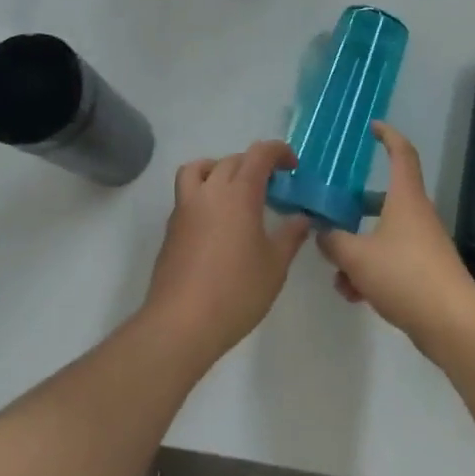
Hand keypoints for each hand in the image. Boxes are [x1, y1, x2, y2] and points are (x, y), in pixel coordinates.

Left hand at [141, 141, 313, 363]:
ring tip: (235, 192)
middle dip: (254, 164)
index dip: (278, 152)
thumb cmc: (236, 291)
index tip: (293, 167)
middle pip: (232, 160)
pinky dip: (204, 193)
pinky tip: (217, 223)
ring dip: (220, 169)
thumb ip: (290, 236)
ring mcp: (186, 207)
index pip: (259, 154)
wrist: (181, 323)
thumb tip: (302, 218)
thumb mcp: (275, 266)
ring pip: (200, 169)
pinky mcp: (172, 228)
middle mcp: (210, 191)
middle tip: (272, 187)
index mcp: (239, 193)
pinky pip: (188, 193)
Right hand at [316, 123, 474, 351]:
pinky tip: (354, 294)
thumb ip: (334, 242)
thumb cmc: (405, 275)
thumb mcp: (358, 257)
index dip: (388, 135)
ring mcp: (424, 245)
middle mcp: (417, 215)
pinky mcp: (425, 274)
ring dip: (359, 249)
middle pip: (386, 198)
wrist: (453, 325)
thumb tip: (321, 232)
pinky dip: (371, 271)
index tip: (373, 127)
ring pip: (384, 235)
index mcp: (405, 198)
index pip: (401, 153)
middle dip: (358, 205)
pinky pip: (392, 262)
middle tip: (333, 209)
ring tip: (337, 272)